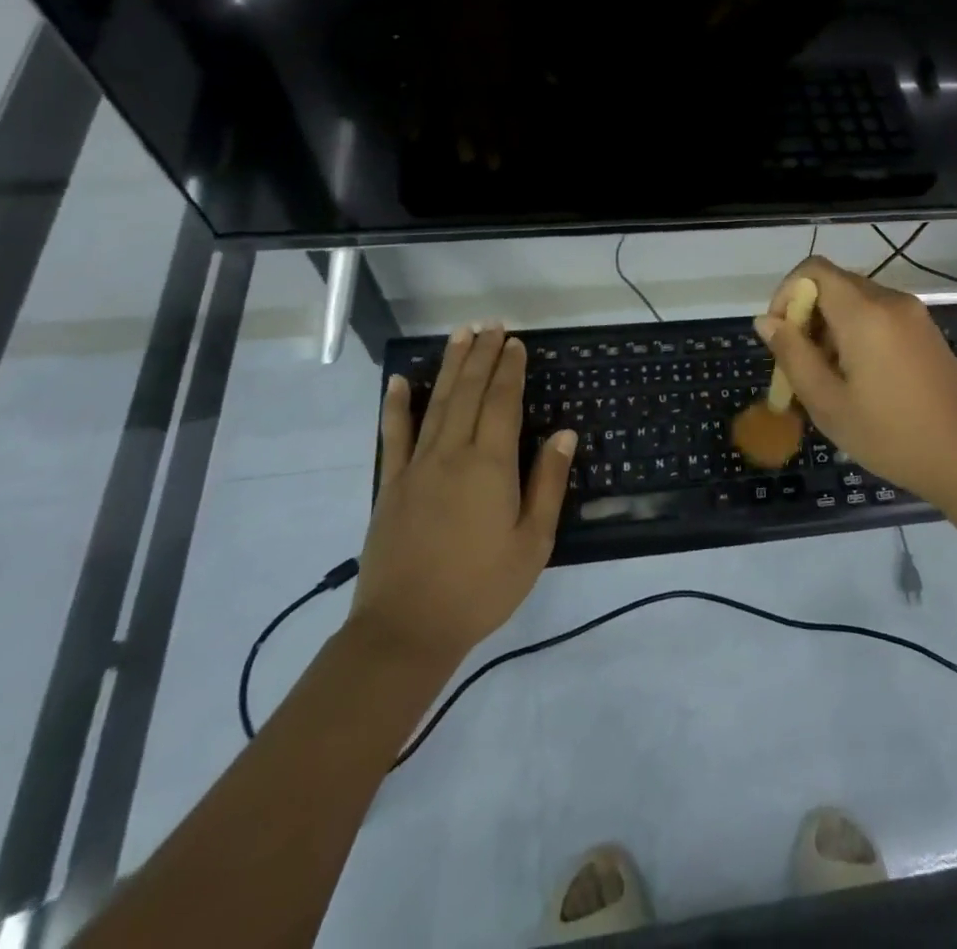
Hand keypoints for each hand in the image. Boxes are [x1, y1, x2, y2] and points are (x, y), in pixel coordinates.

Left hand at [352, 324, 574, 666]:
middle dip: (481, 356)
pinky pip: (394, 435)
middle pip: (469, 393)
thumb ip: (547, 483)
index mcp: (489, 465)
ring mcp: (416, 467)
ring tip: (460, 335)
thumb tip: (564, 433)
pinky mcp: (391, 485)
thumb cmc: (481, 587)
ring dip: (450, 366)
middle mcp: (451, 454)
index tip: (516, 343)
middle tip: (491, 326)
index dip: (510, 370)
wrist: (406, 629)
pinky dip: (397, 406)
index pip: (502, 402)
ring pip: (437, 403)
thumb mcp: (533, 542)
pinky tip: (400, 382)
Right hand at [756, 257, 956, 504]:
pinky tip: (859, 380)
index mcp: (865, 313)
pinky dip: (856, 334)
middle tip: (800, 367)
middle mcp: (891, 301)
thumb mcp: (828, 403)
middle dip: (807, 316)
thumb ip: (792, 355)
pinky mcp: (926, 332)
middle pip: (834, 285)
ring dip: (830, 329)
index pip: (813, 270)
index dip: (786, 293)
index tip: (780, 336)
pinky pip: (879, 317)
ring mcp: (914, 315)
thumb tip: (765, 320)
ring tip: (828, 380)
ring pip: (856, 302)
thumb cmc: (891, 435)